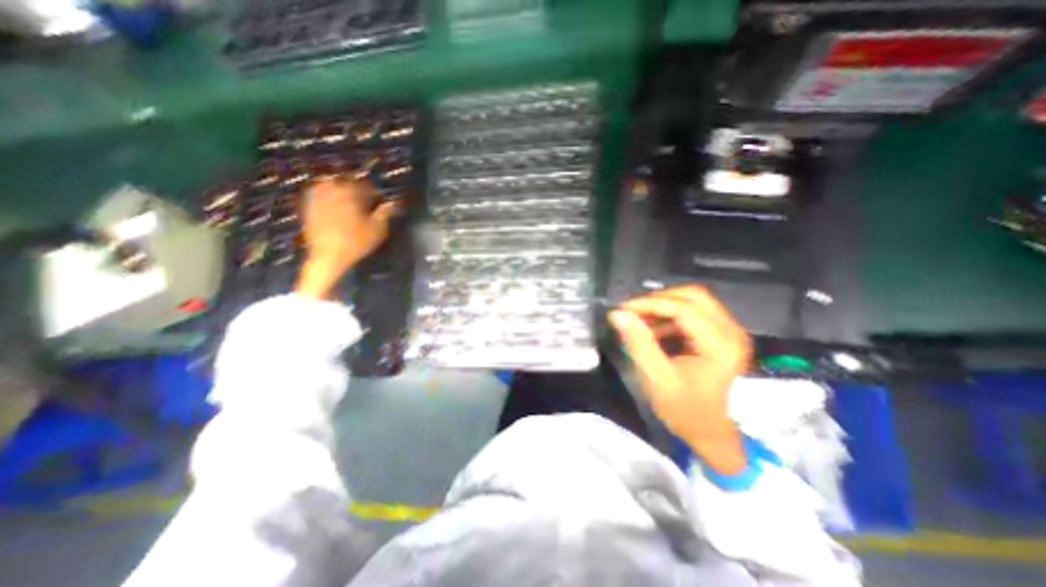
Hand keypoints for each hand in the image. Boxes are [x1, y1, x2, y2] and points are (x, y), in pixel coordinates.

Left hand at [297, 178, 398, 299]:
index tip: (379, 198)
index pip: (364, 184)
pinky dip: (326, 196)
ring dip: (339, 188)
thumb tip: (393, 203)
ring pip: (328, 185)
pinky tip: (333, 205)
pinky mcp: (308, 208)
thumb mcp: (377, 229)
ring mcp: (317, 198)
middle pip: (345, 181)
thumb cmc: (356, 242)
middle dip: (355, 187)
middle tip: (363, 197)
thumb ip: (385, 213)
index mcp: (350, 193)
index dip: (373, 190)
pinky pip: (317, 194)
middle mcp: (331, 191)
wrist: (328, 256)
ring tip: (348, 199)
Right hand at [615, 286, 752, 474]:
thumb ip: (639, 343)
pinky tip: (655, 329)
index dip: (650, 304)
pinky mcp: (723, 335)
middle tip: (633, 312)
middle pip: (693, 295)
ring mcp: (730, 331)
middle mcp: (732, 331)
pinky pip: (695, 311)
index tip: (623, 309)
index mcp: (720, 345)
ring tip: (640, 322)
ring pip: (694, 300)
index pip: (683, 308)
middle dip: (659, 300)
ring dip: (664, 306)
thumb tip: (618, 314)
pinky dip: (671, 315)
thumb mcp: (657, 379)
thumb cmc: (686, 411)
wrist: (713, 434)